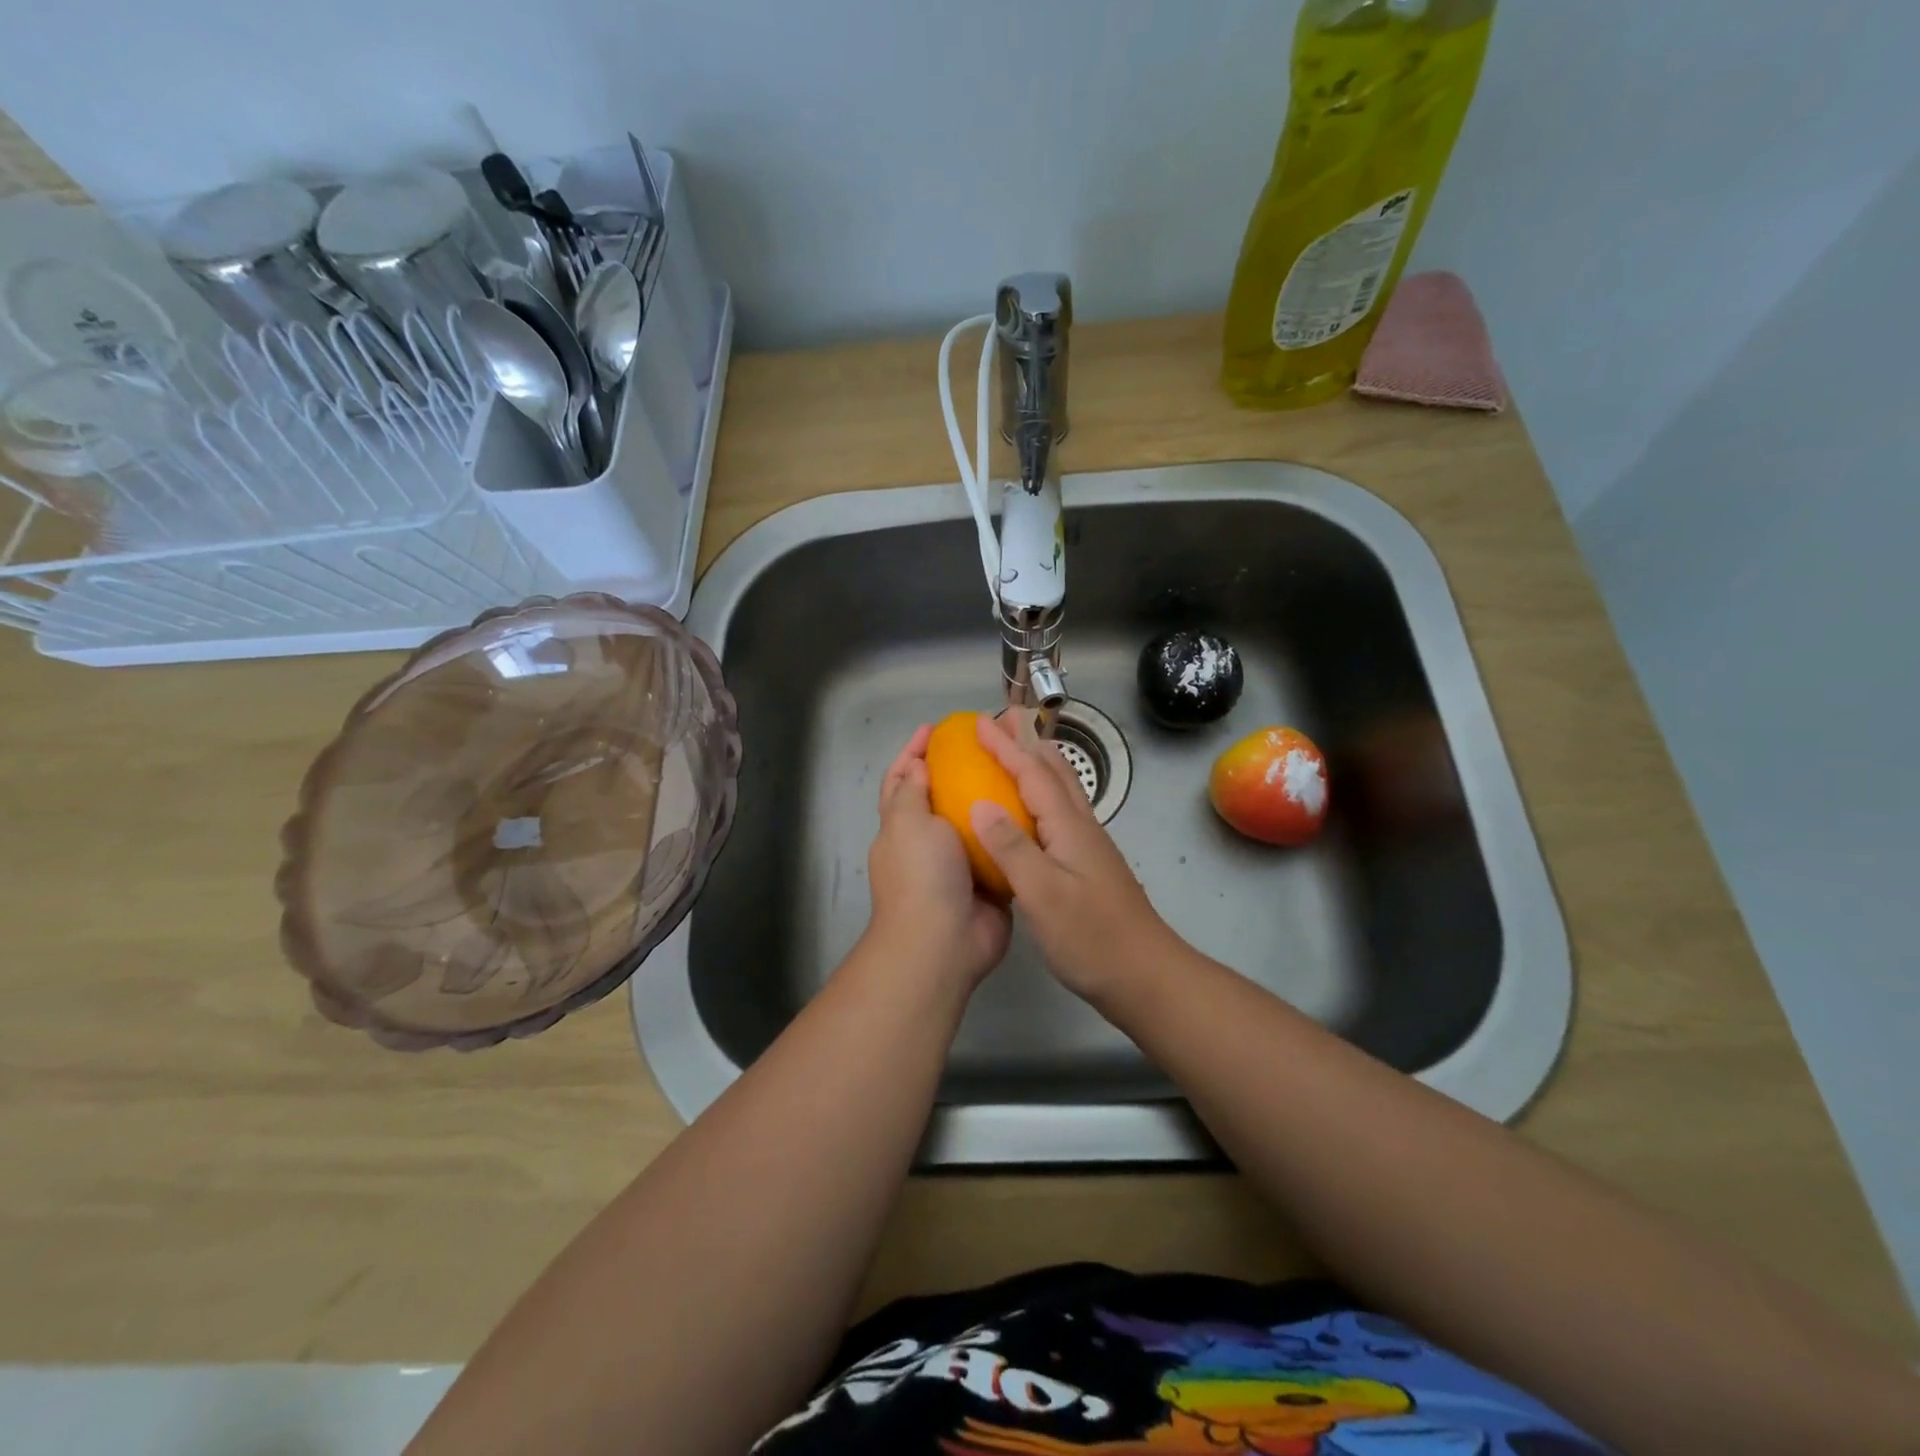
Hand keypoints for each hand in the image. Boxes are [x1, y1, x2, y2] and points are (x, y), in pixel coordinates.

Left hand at [863, 724, 1011, 993]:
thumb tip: (918, 765)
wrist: (943, 942)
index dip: (914, 752)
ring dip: (991, 798)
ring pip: (975, 822)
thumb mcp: (907, 822)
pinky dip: (1014, 831)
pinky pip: (1003, 849)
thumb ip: (912, 791)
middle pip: (941, 797)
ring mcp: (959, 865)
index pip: (902, 780)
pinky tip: (1034, 808)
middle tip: (989, 745)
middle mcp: (928, 843)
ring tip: (1018, 769)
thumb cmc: (920, 875)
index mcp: (901, 826)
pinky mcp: (989, 882)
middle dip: (959, 770)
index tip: (935, 728)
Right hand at [969, 711, 1183, 1004]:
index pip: (1033, 773)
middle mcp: (1082, 827)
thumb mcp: (1043, 894)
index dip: (1005, 747)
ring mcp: (1089, 846)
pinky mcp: (1090, 865)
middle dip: (1028, 742)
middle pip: (1055, 771)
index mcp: (1068, 827)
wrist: (1144, 975)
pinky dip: (1043, 793)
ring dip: (1039, 763)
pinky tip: (1034, 810)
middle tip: (1003, 721)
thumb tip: (980, 804)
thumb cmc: (1091, 937)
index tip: (978, 723)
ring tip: (1020, 750)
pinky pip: (1062, 812)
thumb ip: (1012, 848)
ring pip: (1063, 790)